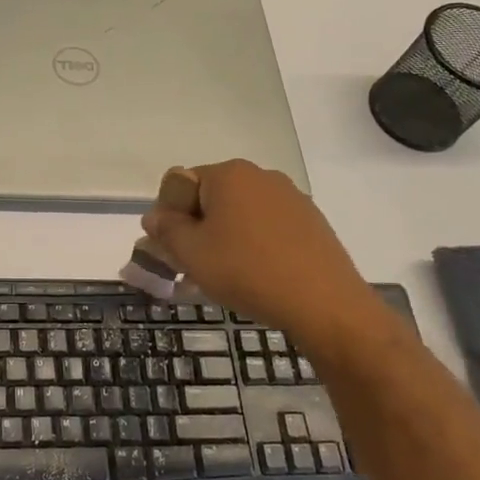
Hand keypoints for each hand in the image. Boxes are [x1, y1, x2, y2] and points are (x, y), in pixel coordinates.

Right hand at [141, 160, 392, 356]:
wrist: (325, 304)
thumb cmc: (247, 271)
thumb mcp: (191, 253)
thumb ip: (166, 229)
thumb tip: (155, 216)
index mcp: (228, 174)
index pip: (180, 183)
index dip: (168, 216)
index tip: (171, 250)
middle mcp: (260, 176)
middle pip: (211, 198)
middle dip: (195, 229)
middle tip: (191, 268)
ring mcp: (291, 198)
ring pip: (239, 215)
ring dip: (222, 239)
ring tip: (221, 277)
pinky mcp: (310, 223)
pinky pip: (266, 228)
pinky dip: (252, 246)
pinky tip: (253, 277)